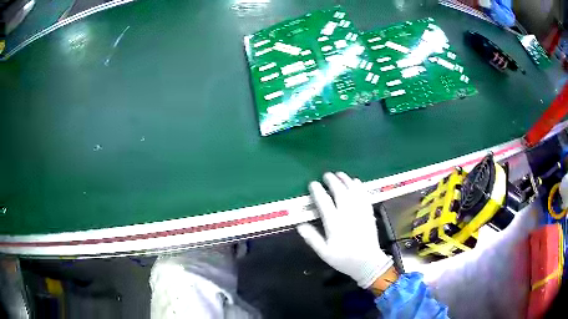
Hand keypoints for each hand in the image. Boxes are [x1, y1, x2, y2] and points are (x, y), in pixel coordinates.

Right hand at [297, 172, 392, 288]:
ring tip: (340, 174)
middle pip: (340, 192)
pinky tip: (356, 182)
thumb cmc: (344, 259)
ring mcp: (360, 212)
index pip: (324, 202)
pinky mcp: (369, 213)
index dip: (318, 191)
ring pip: (353, 191)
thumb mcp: (325, 253)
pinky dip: (360, 187)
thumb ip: (312, 238)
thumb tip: (300, 225)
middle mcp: (348, 214)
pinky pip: (364, 196)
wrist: (368, 263)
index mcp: (335, 224)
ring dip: (346, 181)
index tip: (313, 184)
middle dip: (333, 181)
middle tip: (326, 175)